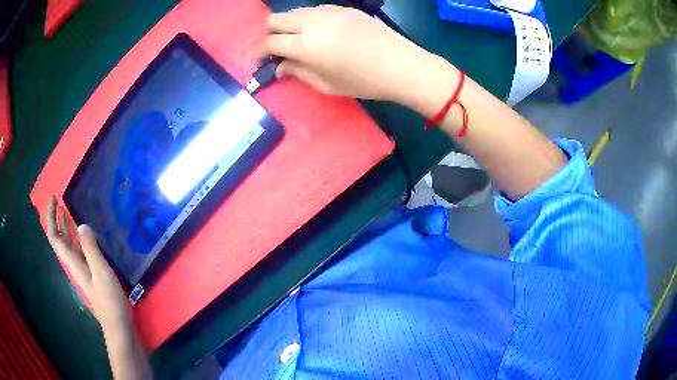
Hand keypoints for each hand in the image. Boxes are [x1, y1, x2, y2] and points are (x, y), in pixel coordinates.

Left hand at [46, 196, 131, 331]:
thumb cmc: (110, 302)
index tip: (54, 199)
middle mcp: (74, 264)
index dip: (51, 218)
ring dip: (65, 227)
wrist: (118, 326)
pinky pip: (79, 250)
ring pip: (69, 244)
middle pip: (59, 240)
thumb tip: (80, 224)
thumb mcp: (101, 274)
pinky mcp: (91, 274)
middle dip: (56, 219)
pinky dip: (77, 237)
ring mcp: (82, 270)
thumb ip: (91, 250)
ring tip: (67, 210)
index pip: (55, 238)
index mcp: (73, 263)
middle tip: (58, 200)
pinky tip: (83, 234)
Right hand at [262, 5, 450, 109]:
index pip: (270, 42)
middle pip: (275, 19)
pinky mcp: (343, 8)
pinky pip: (315, 10)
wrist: (402, 66)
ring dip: (289, 25)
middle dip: (270, 34)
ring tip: (300, 41)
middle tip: (279, 48)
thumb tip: (280, 66)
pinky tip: (321, 33)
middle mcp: (312, 22)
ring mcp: (329, 12)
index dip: (261, 52)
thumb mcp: (327, 85)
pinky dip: (309, 20)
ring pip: (295, 11)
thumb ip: (298, 73)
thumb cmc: (364, 82)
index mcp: (305, 45)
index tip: (263, 60)